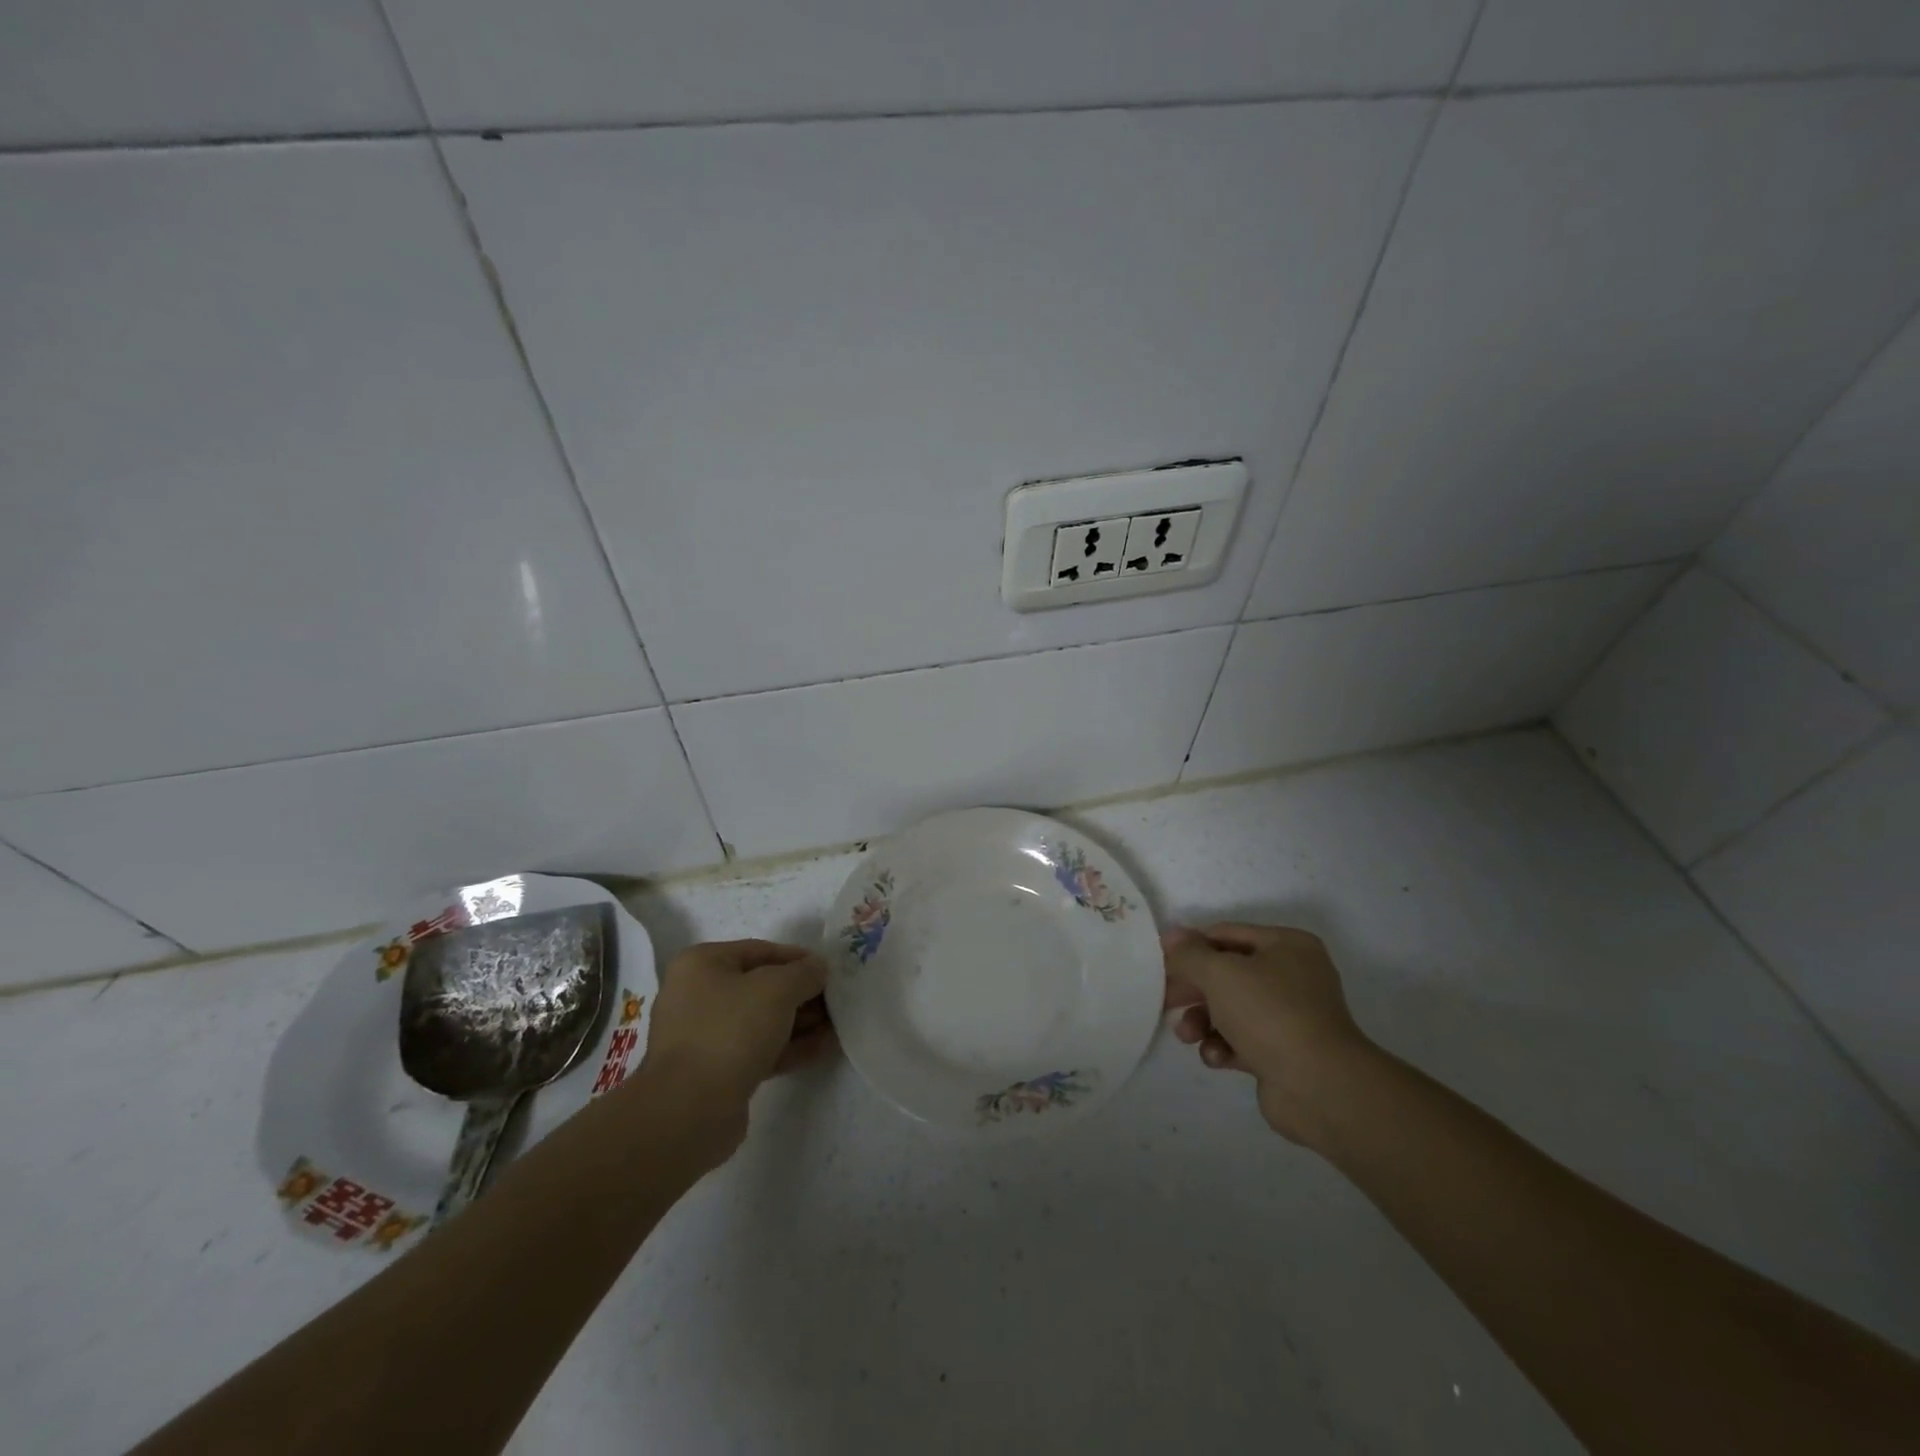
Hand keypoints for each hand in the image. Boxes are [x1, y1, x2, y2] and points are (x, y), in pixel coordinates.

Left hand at [638, 939, 833, 1142]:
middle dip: (800, 994)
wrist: (690, 1111)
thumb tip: (818, 968)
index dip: (797, 958)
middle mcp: (696, 995)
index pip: (759, 950)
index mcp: (701, 964)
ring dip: (798, 1022)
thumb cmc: (731, 1030)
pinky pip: (757, 1049)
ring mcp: (704, 1036)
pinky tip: (821, 1048)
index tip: (828, 970)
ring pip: (760, 1021)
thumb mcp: (778, 989)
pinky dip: (788, 1046)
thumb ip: (804, 972)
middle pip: (760, 987)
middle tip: (834, 1001)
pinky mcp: (715, 1071)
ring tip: (835, 1026)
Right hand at [1163, 922, 1375, 1145]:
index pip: (1226, 934)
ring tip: (1187, 1036)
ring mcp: (1292, 1016)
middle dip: (1194, 989)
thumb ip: (1190, 953)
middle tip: (1164, 1001)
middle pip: (1227, 973)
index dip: (1191, 947)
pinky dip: (1224, 1047)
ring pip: (1231, 1009)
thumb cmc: (1269, 1013)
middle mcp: (1293, 976)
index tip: (1160, 964)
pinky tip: (1216, 1058)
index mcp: (1287, 945)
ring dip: (1203, 1020)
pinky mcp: (1285, 1052)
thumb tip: (1171, 935)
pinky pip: (1244, 1040)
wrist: (1320, 1087)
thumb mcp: (1220, 973)